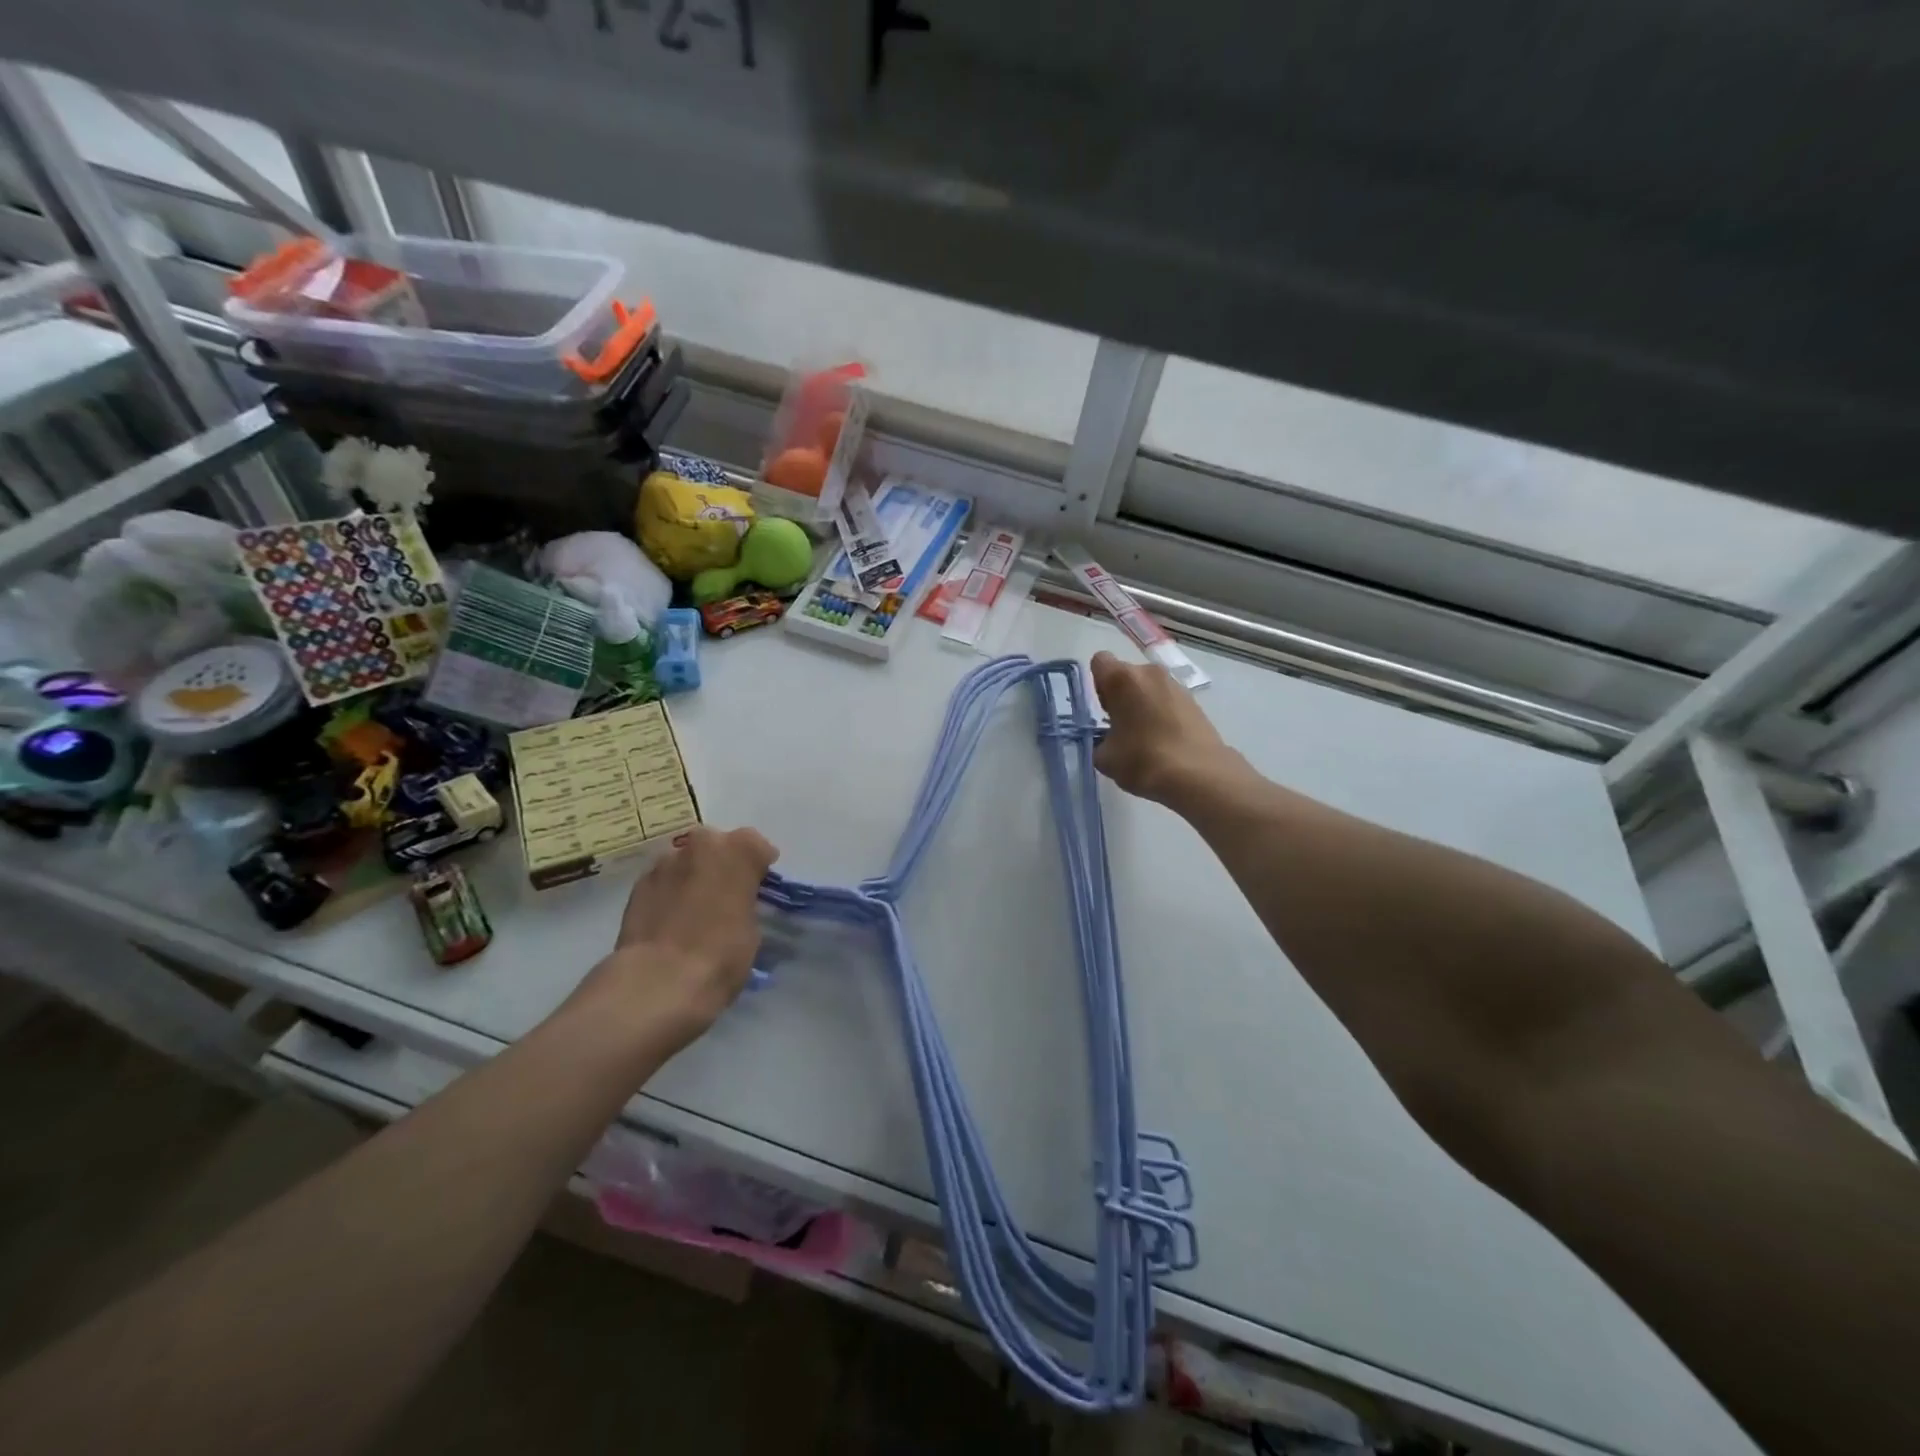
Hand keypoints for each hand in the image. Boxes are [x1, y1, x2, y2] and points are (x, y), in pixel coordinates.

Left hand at [570, 825, 778, 1051]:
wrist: (657, 981)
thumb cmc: (720, 954)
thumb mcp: (752, 929)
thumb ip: (745, 903)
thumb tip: (734, 904)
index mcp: (739, 850)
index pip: (757, 846)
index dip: (759, 867)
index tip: (759, 887)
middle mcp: (701, 844)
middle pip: (717, 845)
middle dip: (722, 863)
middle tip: (726, 895)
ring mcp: (665, 862)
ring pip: (686, 861)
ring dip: (693, 876)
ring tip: (694, 909)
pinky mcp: (637, 885)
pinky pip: (663, 881)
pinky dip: (670, 892)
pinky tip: (671, 919)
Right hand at [1089, 650, 1235, 806]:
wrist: (1199, 775)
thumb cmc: (1143, 760)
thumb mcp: (1105, 757)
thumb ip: (1099, 741)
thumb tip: (1108, 741)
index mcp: (1122, 679)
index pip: (1100, 661)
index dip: (1097, 684)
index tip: (1104, 710)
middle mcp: (1150, 673)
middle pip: (1126, 674)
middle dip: (1121, 695)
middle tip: (1121, 726)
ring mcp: (1176, 685)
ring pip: (1149, 687)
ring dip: (1143, 704)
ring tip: (1145, 736)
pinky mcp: (1195, 701)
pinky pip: (1168, 700)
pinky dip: (1163, 713)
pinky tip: (1165, 741)